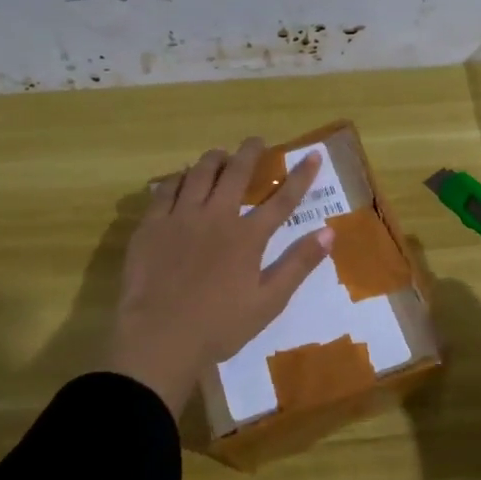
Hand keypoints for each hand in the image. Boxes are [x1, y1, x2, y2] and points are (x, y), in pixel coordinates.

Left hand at [107, 140, 333, 414]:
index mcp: (247, 237)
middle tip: (256, 141)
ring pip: (198, 174)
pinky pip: (165, 189)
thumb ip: (298, 264)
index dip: (300, 176)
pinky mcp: (151, 225)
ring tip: (219, 154)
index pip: (282, 199)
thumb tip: (329, 232)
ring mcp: (180, 218)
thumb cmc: (219, 325)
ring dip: (213, 159)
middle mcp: (216, 217)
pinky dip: (177, 178)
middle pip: (235, 173)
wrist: (159, 338)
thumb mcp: (269, 302)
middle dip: (249, 153)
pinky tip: (180, 178)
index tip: (313, 155)